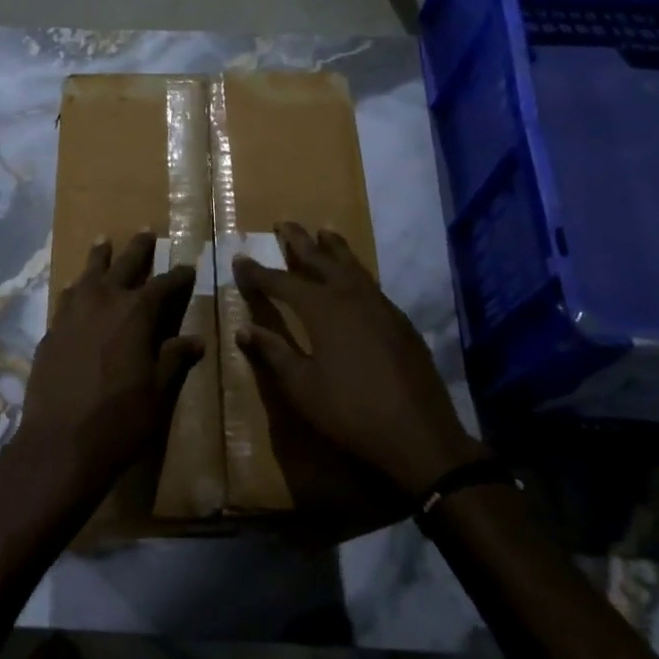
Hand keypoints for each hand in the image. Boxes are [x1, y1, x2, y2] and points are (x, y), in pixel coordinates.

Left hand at [13, 232, 202, 506]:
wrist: (61, 442)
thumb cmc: (120, 419)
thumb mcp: (159, 392)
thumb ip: (174, 359)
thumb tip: (196, 340)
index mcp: (136, 313)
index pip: (164, 285)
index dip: (178, 275)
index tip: (188, 266)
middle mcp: (104, 302)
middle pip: (124, 265)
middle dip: (138, 249)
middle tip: (146, 231)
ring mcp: (72, 314)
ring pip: (88, 275)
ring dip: (99, 258)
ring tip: (103, 241)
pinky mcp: (51, 332)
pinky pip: (66, 298)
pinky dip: (76, 289)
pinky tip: (76, 290)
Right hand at [233, 222, 481, 499]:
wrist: (418, 435)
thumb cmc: (350, 412)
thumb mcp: (301, 387)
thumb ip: (273, 353)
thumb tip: (244, 329)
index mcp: (322, 310)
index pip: (282, 282)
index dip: (258, 272)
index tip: (239, 258)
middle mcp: (351, 297)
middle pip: (320, 260)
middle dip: (298, 242)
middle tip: (283, 223)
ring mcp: (380, 306)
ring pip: (352, 266)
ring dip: (334, 247)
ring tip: (323, 231)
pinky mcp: (400, 321)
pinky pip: (371, 283)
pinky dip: (356, 271)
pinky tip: (354, 277)